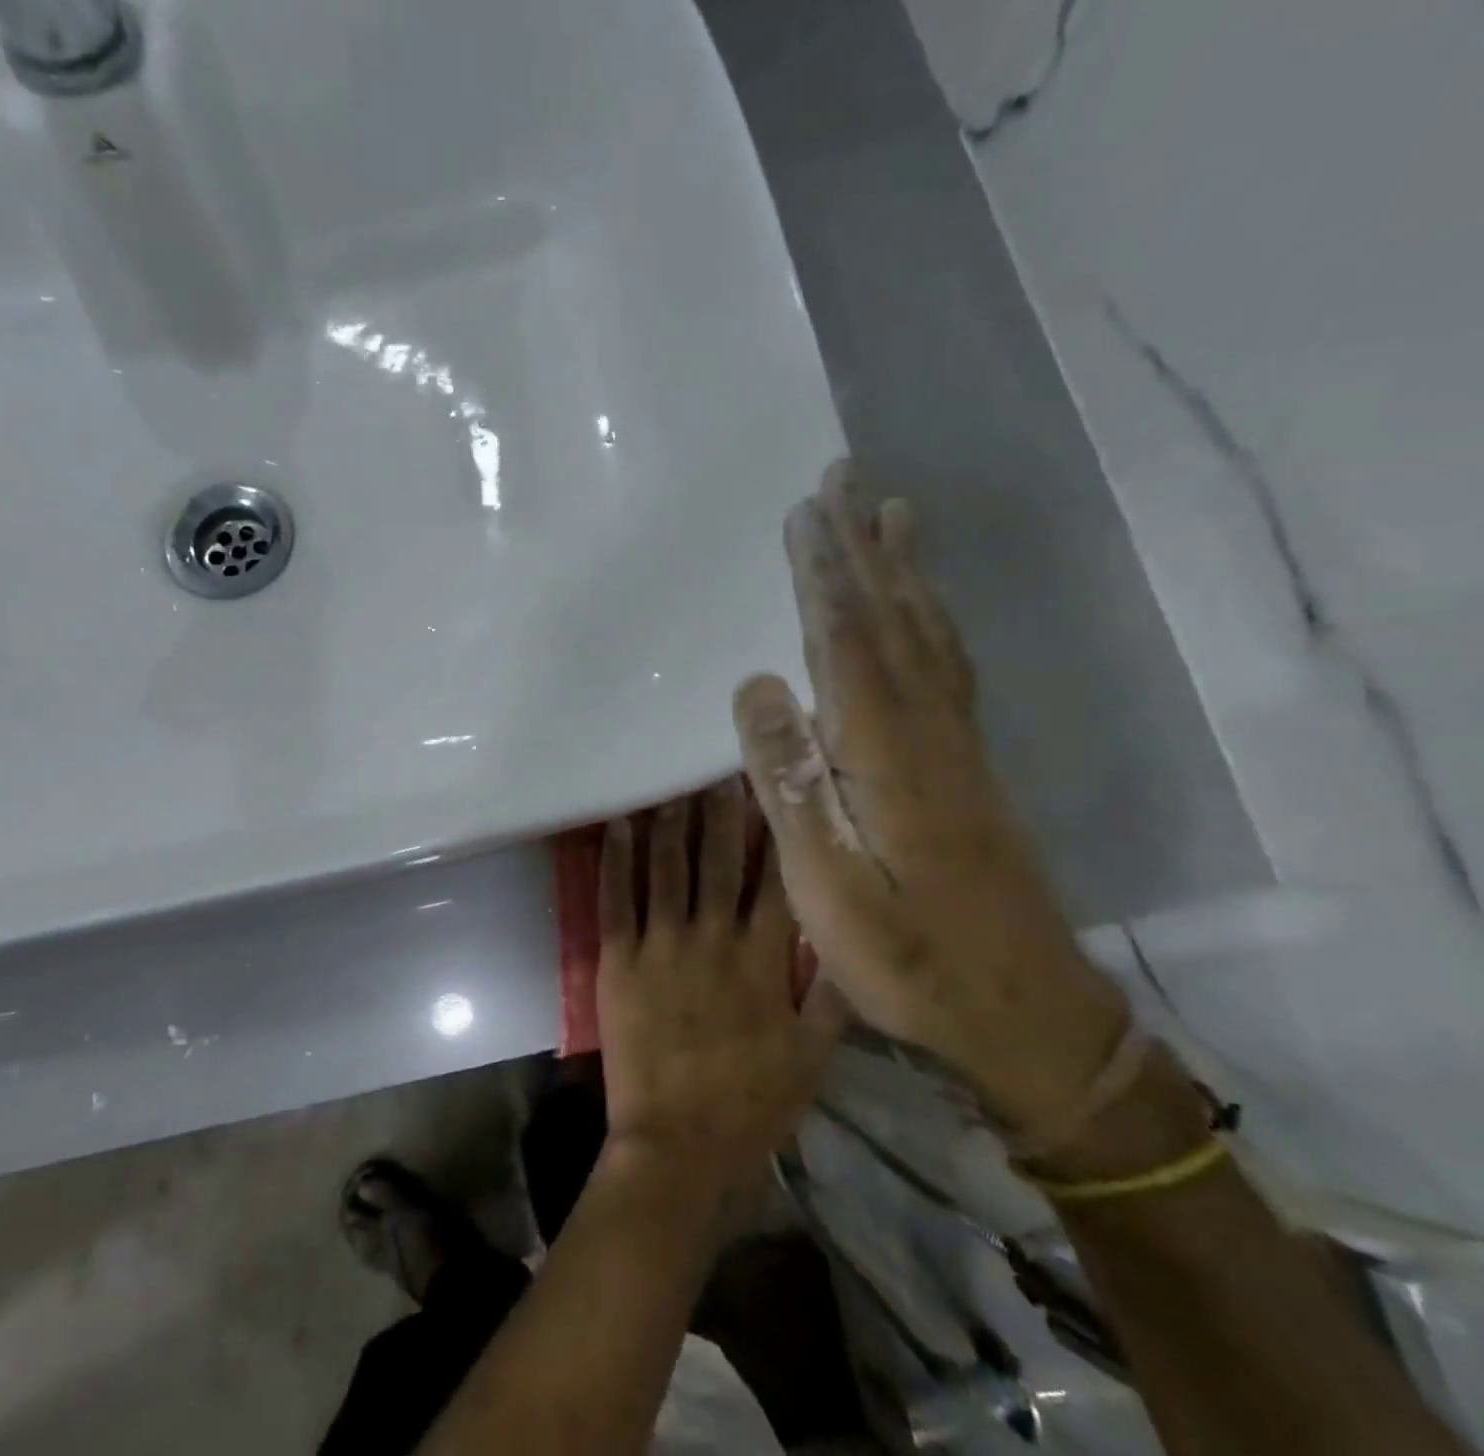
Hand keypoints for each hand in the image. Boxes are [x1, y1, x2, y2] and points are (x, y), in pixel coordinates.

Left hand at [596, 780, 848, 1193]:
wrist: (679, 1146)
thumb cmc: (752, 1104)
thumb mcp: (813, 1057)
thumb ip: (833, 996)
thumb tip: (849, 939)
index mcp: (765, 960)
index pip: (774, 879)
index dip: (774, 832)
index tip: (773, 792)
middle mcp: (715, 939)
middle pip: (719, 861)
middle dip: (721, 812)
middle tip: (718, 770)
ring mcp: (663, 945)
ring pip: (667, 869)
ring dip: (670, 823)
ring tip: (671, 786)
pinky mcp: (619, 960)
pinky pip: (617, 899)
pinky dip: (616, 859)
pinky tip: (618, 825)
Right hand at [732, 461, 1127, 1130]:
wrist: (1026, 1013)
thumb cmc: (907, 958)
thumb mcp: (826, 886)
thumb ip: (791, 784)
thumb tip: (755, 686)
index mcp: (886, 753)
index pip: (846, 641)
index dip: (824, 574)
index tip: (805, 512)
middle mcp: (928, 731)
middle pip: (894, 619)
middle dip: (864, 546)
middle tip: (846, 478)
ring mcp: (958, 747)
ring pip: (930, 635)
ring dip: (905, 570)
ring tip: (892, 512)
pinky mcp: (971, 767)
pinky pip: (949, 666)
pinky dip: (932, 620)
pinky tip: (924, 609)